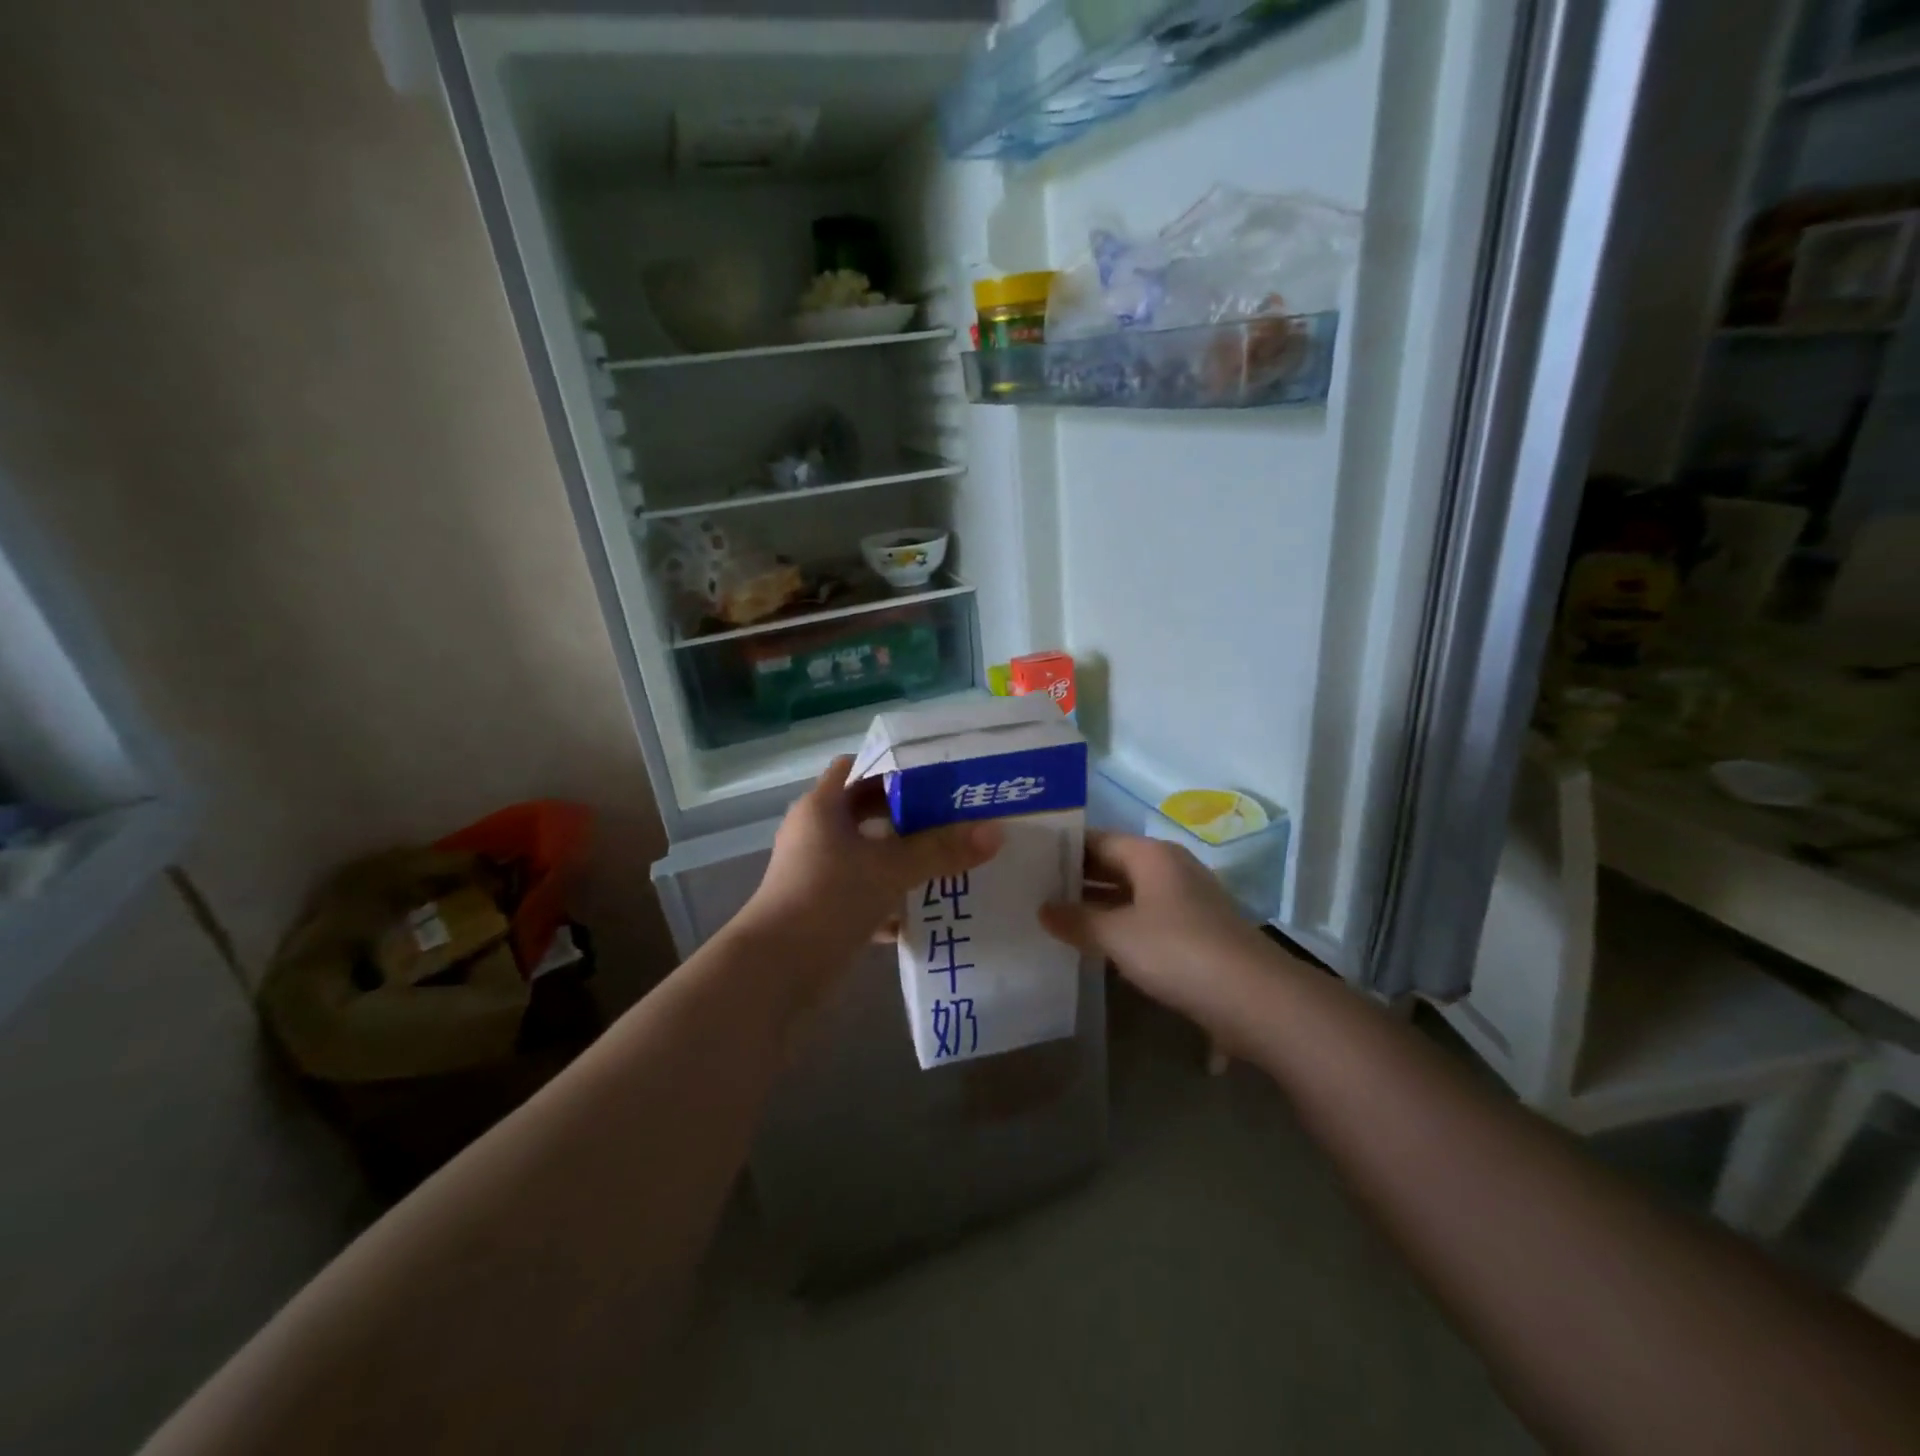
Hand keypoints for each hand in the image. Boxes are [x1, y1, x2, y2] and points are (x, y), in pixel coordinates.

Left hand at [736, 755, 1001, 976]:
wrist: (775, 972)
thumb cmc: (828, 900)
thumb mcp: (890, 870)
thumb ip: (941, 850)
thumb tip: (995, 832)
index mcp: (822, 807)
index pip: (857, 767)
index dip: (893, 766)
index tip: (935, 774)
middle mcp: (815, 832)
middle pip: (866, 811)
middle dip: (908, 815)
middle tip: (953, 815)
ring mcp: (816, 872)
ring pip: (867, 854)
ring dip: (903, 857)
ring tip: (950, 858)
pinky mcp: (821, 907)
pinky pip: (863, 891)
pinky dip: (890, 897)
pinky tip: (925, 909)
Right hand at [1039, 832, 1274, 1028]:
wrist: (1253, 998)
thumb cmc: (1178, 951)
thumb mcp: (1117, 935)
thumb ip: (1076, 920)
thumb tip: (1042, 909)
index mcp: (1152, 855)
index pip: (1098, 839)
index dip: (1064, 849)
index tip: (1030, 859)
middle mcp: (1170, 869)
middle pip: (1114, 864)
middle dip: (1077, 878)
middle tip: (1033, 889)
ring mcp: (1185, 901)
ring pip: (1129, 894)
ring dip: (1097, 905)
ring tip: (1055, 917)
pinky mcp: (1194, 933)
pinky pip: (1145, 919)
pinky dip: (1119, 926)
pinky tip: (1095, 945)